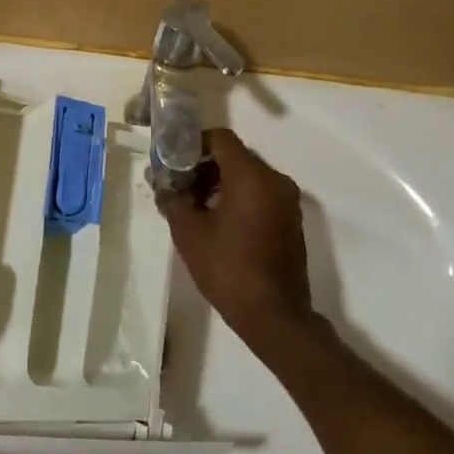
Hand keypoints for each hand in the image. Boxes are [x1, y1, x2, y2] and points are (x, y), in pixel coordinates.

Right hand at [159, 129, 314, 350]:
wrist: (274, 315)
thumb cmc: (228, 268)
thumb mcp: (189, 233)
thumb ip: (173, 200)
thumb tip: (163, 185)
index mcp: (252, 176)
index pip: (220, 138)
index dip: (193, 143)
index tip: (172, 160)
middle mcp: (275, 180)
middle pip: (234, 156)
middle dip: (202, 166)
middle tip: (177, 186)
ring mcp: (287, 201)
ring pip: (247, 176)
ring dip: (218, 183)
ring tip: (193, 207)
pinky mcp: (290, 220)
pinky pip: (260, 194)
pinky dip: (237, 197)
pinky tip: (216, 222)